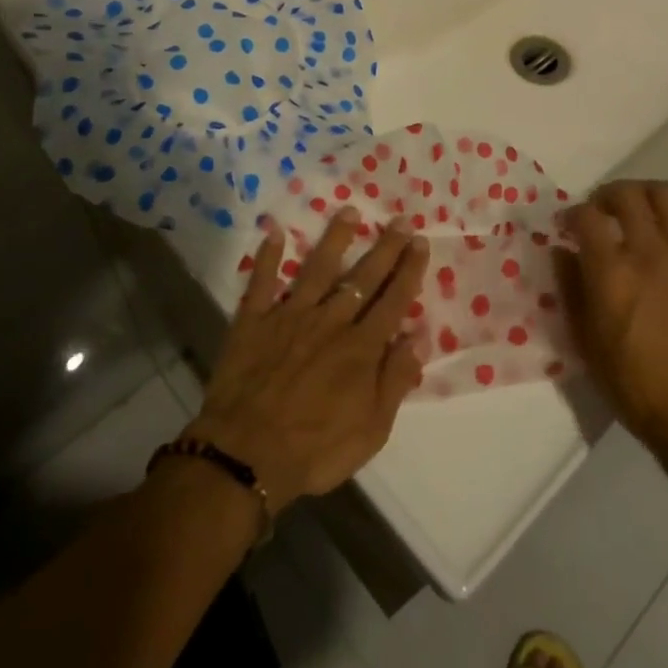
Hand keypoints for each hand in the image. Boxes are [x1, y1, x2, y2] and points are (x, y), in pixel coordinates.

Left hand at [184, 209, 428, 511]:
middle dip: (385, 248)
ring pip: (317, 269)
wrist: (246, 456)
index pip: (393, 300)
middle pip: (363, 278)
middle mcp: (330, 322)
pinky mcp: (253, 322)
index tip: (420, 242)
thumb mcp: (372, 429)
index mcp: (361, 348)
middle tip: (400, 220)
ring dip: (335, 239)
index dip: (409, 270)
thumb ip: (395, 380)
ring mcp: (289, 317)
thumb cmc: (316, 449)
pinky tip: (275, 232)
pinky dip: (268, 258)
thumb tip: (419, 337)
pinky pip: (261, 283)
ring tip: (349, 211)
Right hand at [555, 181, 667, 450]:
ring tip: (641, 208)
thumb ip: (570, 289)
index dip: (572, 213)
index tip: (568, 227)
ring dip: (648, 193)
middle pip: (626, 194)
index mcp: (610, 272)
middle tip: (602, 210)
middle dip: (607, 194)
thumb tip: (561, 251)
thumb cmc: (634, 383)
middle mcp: (647, 252)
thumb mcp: (585, 342)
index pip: (585, 215)